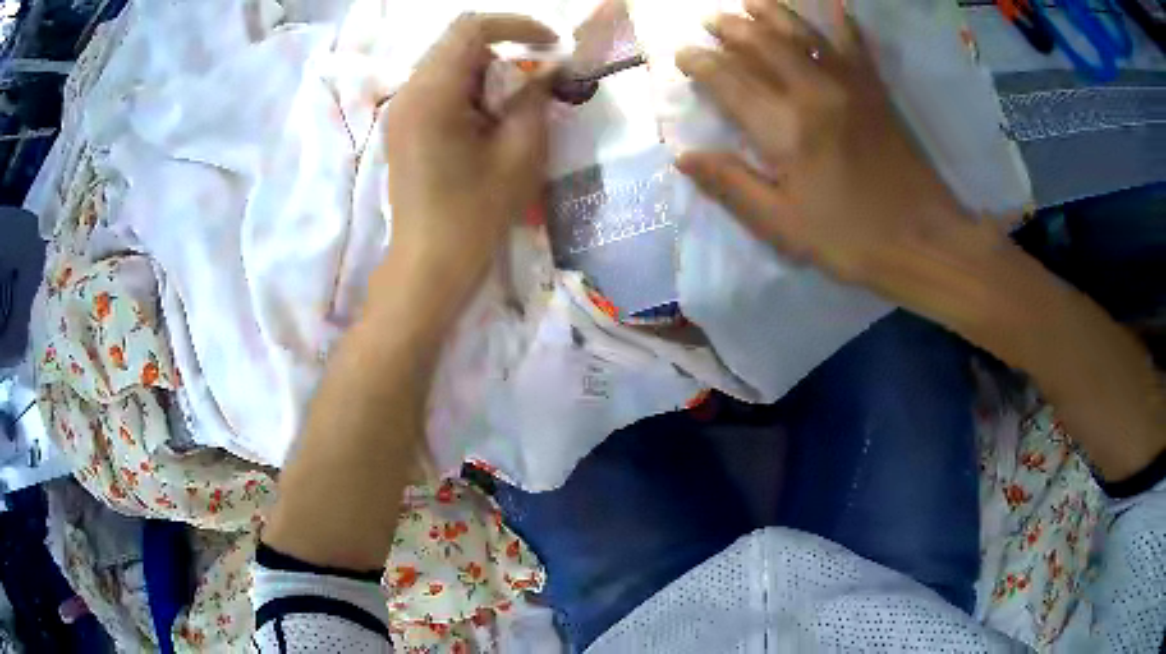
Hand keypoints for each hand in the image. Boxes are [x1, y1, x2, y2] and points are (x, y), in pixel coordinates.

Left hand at [383, 13, 556, 303]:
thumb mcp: (519, 151)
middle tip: (532, 81)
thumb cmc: (476, 212)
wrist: (429, 263)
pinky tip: (483, 120)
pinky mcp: (402, 126)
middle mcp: (408, 92)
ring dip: (484, 71)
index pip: (470, 28)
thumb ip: (534, 97)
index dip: (515, 25)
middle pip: (456, 43)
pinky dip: (467, 89)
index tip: (549, 44)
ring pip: (446, 64)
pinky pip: (436, 87)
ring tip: (508, 106)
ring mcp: (400, 109)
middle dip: (501, 50)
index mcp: (433, 93)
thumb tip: (548, 67)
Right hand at [674, 0, 968, 289]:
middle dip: (731, 28)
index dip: (701, 63)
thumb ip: (733, 185)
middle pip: (763, 44)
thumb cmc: (851, 240)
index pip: (730, 82)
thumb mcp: (784, 227)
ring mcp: (849, 86)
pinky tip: (834, 6)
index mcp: (786, 130)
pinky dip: (843, 21)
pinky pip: (855, 45)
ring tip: (750, 1)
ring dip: (772, 13)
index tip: (682, 54)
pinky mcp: (876, 91)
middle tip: (711, 21)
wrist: (924, 241)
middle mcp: (814, 93)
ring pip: (803, 34)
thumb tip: (683, 156)